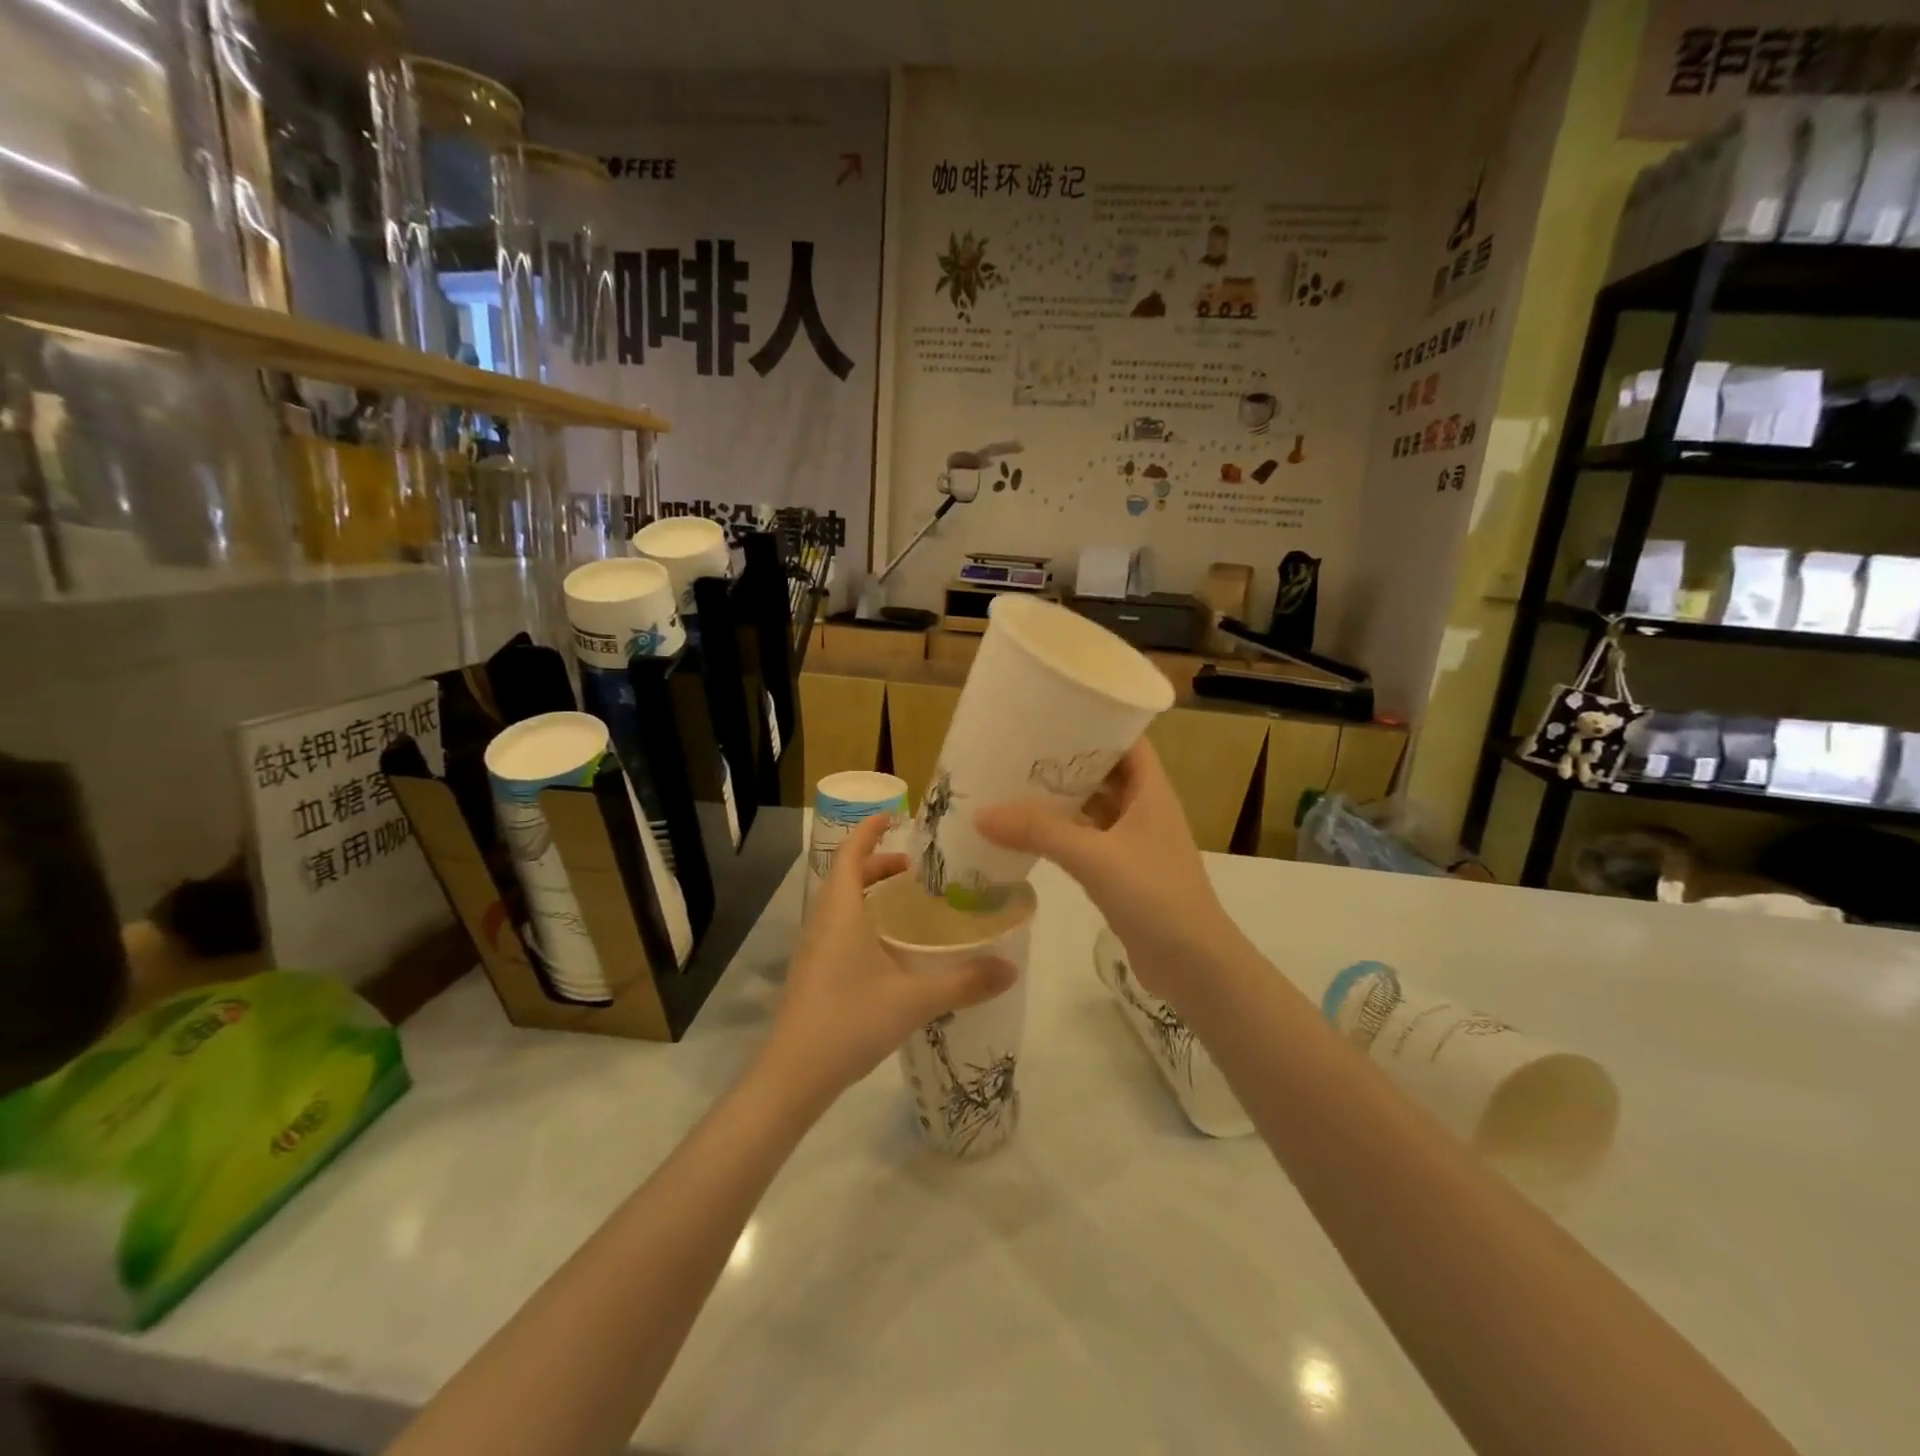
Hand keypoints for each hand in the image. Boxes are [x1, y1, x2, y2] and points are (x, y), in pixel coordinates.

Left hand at [763, 813, 1015, 1104]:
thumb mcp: (913, 1000)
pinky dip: (863, 919)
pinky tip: (890, 948)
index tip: (893, 816)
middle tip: (917, 868)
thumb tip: (1011, 967)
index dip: (868, 830)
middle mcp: (823, 922)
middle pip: (846, 876)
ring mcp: (814, 948)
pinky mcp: (814, 972)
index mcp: (841, 912)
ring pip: (841, 903)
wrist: (794, 1076)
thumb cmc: (849, 1021)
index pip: (850, 854)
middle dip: (878, 863)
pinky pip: (839, 927)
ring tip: (908, 902)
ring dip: (870, 892)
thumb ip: (964, 982)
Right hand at [974, 740, 1236, 1001]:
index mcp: (1150, 791)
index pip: (1125, 740)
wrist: (1194, 966)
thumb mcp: (1095, 857)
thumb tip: (980, 812)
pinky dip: (1061, 834)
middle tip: (1017, 748)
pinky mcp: (1122, 873)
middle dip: (1065, 761)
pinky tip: (1027, 834)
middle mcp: (1144, 809)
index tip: (1050, 713)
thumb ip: (1039, 832)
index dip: (1094, 722)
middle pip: (1103, 772)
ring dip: (1060, 799)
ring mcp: (1134, 843)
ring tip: (1013, 784)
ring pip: (1093, 809)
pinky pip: (1086, 841)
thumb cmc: (1155, 896)